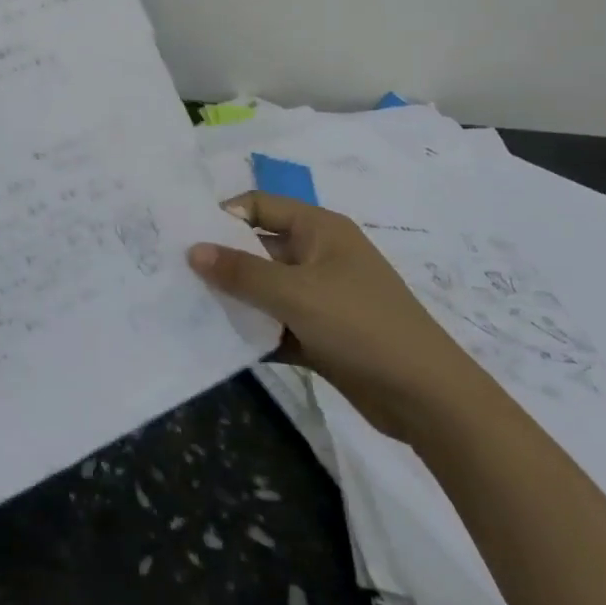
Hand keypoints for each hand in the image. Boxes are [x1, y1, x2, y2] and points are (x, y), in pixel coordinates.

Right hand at [189, 192, 491, 440]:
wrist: (427, 398)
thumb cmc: (361, 325)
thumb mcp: (295, 294)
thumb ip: (241, 272)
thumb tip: (192, 250)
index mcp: (318, 229)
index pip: (259, 205)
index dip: (223, 216)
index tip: (185, 238)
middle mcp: (318, 255)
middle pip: (258, 248)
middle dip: (222, 262)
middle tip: (177, 276)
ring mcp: (320, 296)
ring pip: (265, 289)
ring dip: (235, 300)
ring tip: (189, 310)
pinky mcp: (320, 334)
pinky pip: (276, 323)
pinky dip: (254, 331)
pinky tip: (221, 344)